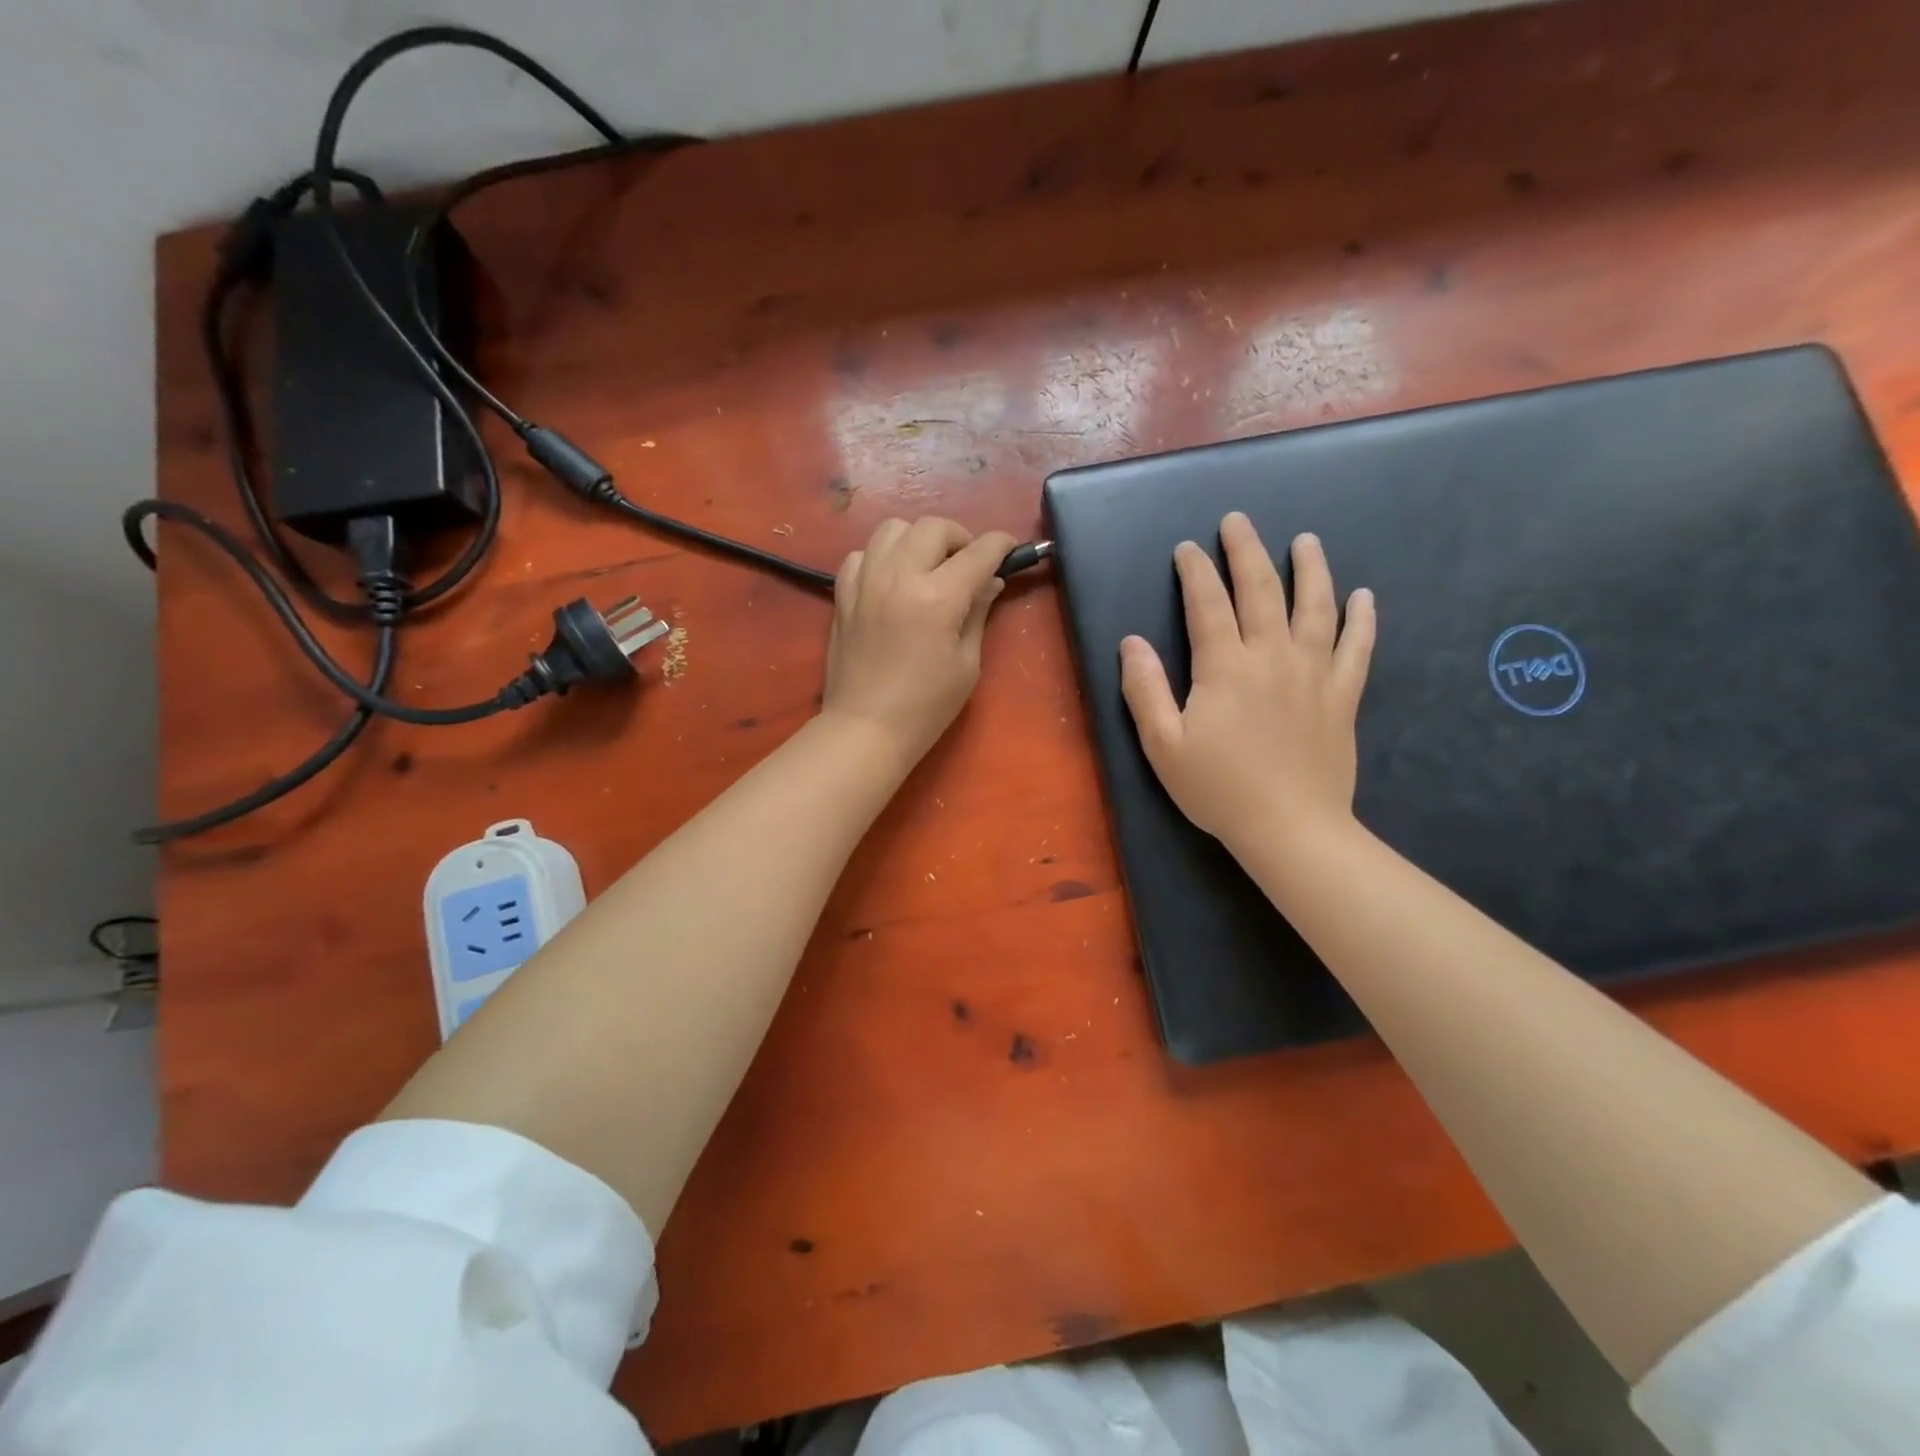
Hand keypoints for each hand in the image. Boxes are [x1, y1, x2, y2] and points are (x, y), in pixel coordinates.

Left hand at [822, 517, 1018, 769]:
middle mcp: (899, 577)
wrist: (866, 728)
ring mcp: (866, 582)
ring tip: (928, 566)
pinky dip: (882, 557)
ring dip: (918, 539)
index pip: (978, 552)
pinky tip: (892, 580)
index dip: (1001, 545)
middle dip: (959, 538)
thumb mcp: (967, 663)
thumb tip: (989, 581)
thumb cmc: (926, 706)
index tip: (1010, 549)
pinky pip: (863, 553)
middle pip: (933, 527)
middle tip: (968, 565)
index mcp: (938, 598)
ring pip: (893, 528)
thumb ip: (978, 613)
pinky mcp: (843, 594)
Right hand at [1119, 512, 1375, 850]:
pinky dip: (1362, 619)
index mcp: (1224, 667)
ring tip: (1306, 540)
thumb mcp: (1163, 745)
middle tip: (1238, 521)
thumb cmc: (1218, 789)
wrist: (1290, 828)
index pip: (1207, 604)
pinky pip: (1358, 648)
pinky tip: (1364, 597)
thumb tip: (1131, 642)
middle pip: (1261, 590)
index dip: (1195, 572)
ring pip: (1316, 607)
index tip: (1187, 548)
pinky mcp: (1342, 696)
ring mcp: (1314, 673)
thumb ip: (1145, 690)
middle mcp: (1272, 656)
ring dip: (1311, 569)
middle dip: (1246, 551)